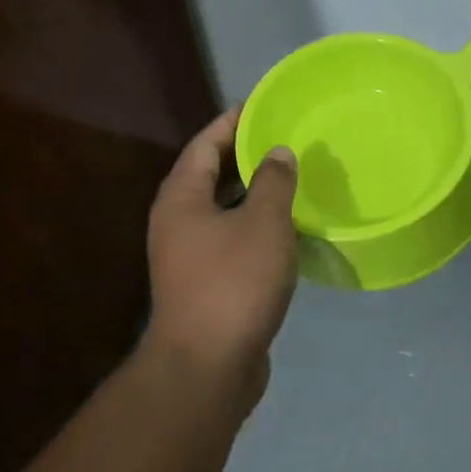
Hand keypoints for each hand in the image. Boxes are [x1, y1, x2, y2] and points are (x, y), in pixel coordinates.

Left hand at [143, 109, 299, 411]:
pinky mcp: (207, 283)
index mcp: (181, 199)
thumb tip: (278, 152)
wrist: (208, 366)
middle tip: (284, 138)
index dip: (231, 122)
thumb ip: (274, 182)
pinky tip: (288, 227)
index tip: (261, 105)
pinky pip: (233, 239)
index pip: (204, 144)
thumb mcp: (263, 223)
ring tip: (292, 177)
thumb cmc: (233, 282)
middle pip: (210, 174)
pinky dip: (257, 225)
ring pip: (224, 209)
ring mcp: (189, 255)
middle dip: (245, 155)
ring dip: (254, 193)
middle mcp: (178, 222)